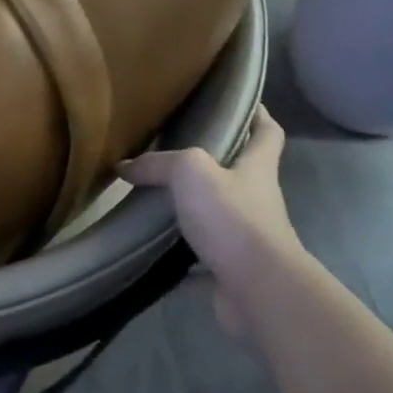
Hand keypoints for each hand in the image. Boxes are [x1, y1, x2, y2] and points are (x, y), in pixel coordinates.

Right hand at [118, 107, 304, 336]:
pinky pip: (200, 260)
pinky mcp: (231, 270)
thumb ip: (158, 164)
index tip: (239, 104)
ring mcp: (246, 238)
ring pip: (217, 217)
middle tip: (173, 153)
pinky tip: (151, 252)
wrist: (256, 288)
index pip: (267, 132)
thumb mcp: (191, 173)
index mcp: (257, 168)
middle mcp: (256, 200)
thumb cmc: (232, 219)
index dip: (258, 115)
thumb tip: (125, 167)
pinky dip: (178, 258)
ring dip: (192, 212)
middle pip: (239, 174)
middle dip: (213, 164)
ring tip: (153, 201)